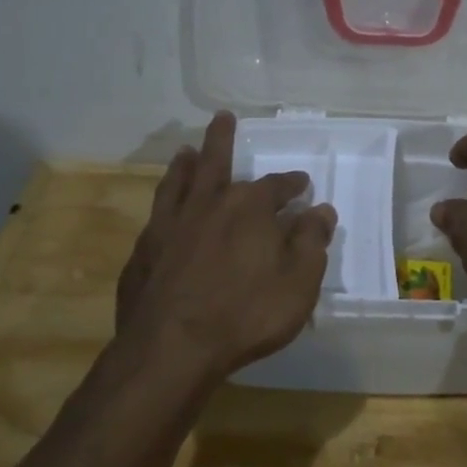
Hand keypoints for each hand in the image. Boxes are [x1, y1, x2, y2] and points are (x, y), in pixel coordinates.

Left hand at [115, 112, 336, 379]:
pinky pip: (157, 213)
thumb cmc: (246, 315)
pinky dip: (164, 202)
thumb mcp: (298, 282)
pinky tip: (164, 208)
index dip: (292, 184)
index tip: (302, 184)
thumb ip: (311, 242)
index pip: (276, 186)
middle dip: (223, 139)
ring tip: (186, 150)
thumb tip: (321, 210)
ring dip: (186, 163)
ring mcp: (170, 224)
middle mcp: (208, 204)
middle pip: (216, 161)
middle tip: (222, 117)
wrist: (172, 348)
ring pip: (179, 181)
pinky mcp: (145, 249)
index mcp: (249, 208)